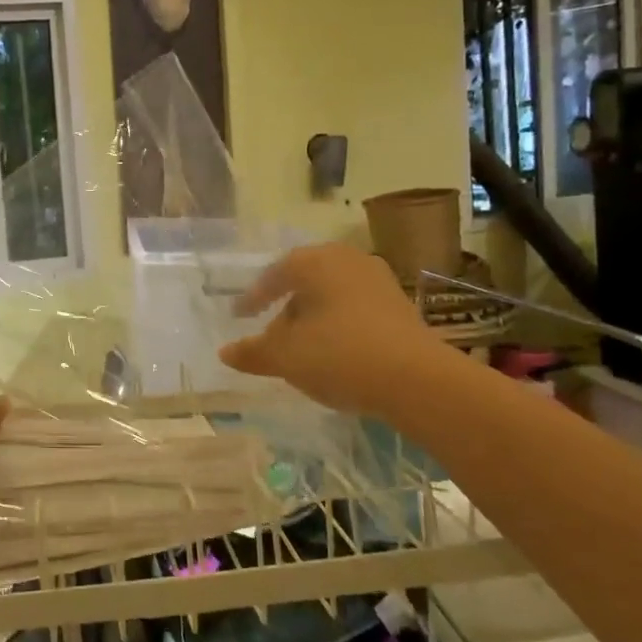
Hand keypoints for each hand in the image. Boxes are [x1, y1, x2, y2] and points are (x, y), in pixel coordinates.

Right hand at [219, 243, 450, 416]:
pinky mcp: (400, 307)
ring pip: (332, 295)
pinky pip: (355, 309)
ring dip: (313, 317)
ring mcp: (379, 282)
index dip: (254, 296)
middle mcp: (348, 261)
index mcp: (316, 262)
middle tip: (270, 331)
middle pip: (305, 281)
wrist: (416, 380)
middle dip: (286, 306)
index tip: (240, 315)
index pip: (275, 273)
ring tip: (301, 346)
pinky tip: (333, 352)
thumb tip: (225, 352)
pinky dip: (338, 325)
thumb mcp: (286, 356)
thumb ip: (253, 352)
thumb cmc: (339, 355)